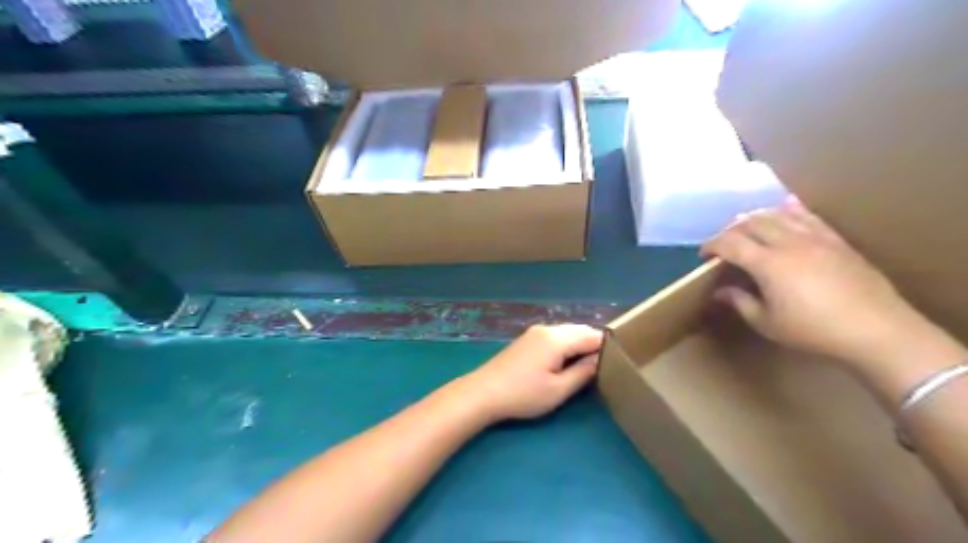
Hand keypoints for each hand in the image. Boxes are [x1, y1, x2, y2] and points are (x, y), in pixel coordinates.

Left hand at [459, 324, 601, 422]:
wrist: (484, 392)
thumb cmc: (524, 394)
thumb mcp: (558, 389)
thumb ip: (583, 372)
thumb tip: (601, 360)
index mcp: (558, 338)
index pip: (593, 336)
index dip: (608, 347)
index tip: (620, 362)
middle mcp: (548, 329)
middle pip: (580, 330)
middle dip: (595, 344)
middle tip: (608, 365)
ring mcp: (535, 332)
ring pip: (567, 332)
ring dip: (580, 344)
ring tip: (590, 365)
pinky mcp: (527, 339)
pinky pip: (555, 336)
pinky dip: (567, 345)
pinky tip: (567, 361)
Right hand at [706, 201, 938, 370]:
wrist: (876, 330)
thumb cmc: (814, 331)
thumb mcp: (767, 323)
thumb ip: (739, 302)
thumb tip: (720, 291)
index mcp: (768, 264)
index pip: (730, 243)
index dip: (711, 245)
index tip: (703, 255)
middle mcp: (789, 243)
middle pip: (752, 223)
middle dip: (731, 230)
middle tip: (724, 244)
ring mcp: (815, 238)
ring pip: (778, 214)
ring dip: (757, 217)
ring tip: (747, 227)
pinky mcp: (835, 240)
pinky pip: (809, 216)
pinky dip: (791, 209)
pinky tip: (785, 206)